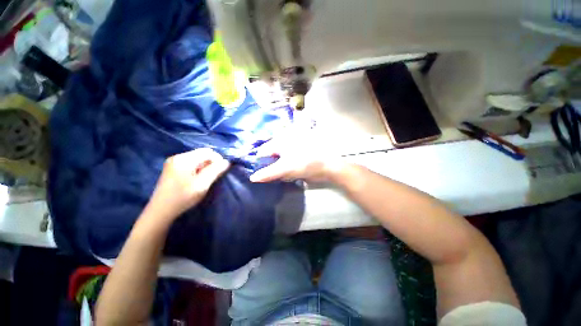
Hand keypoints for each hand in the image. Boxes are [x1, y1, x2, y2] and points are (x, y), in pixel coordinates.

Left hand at [147, 148, 229, 220]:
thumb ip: (215, 171)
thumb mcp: (202, 185)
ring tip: (205, 179)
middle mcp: (178, 156)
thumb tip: (227, 162)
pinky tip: (196, 178)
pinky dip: (198, 168)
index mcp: (184, 159)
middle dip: (212, 163)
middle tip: (213, 176)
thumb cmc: (183, 197)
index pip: (208, 152)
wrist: (161, 210)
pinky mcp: (173, 167)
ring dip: (205, 166)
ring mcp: (174, 161)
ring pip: (197, 158)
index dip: (218, 159)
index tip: (221, 172)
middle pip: (202, 154)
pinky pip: (191, 162)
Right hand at [249, 131, 343, 182]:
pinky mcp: (296, 151)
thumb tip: (252, 178)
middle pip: (269, 154)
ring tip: (281, 174)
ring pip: (277, 157)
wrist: (328, 165)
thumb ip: (268, 173)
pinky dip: (283, 165)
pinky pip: (285, 158)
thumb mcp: (285, 169)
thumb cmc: (306, 164)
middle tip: (271, 176)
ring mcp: (290, 145)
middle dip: (269, 165)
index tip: (260, 174)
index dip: (259, 163)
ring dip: (276, 166)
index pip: (262, 152)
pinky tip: (287, 171)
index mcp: (279, 141)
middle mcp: (283, 140)